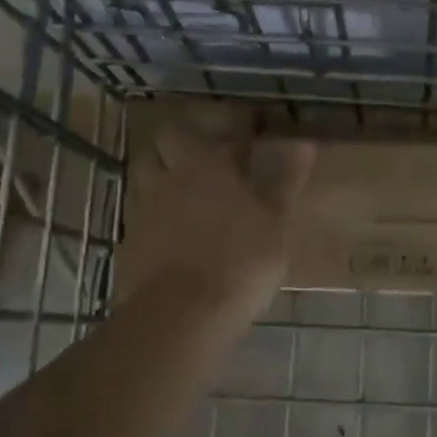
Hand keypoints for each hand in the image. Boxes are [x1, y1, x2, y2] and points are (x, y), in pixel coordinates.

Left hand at [122, 119, 315, 318]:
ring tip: (185, 185)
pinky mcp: (131, 241)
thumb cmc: (240, 260)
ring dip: (163, 170)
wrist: (182, 316)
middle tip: (206, 151)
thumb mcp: (276, 221)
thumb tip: (304, 143)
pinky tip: (173, 226)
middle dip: (182, 139)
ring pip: (145, 173)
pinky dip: (155, 209)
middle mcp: (169, 177)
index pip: (213, 124)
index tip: (249, 125)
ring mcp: (144, 209)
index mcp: (206, 164)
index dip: (231, 119)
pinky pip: (140, 211)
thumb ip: (287, 180)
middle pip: (163, 141)